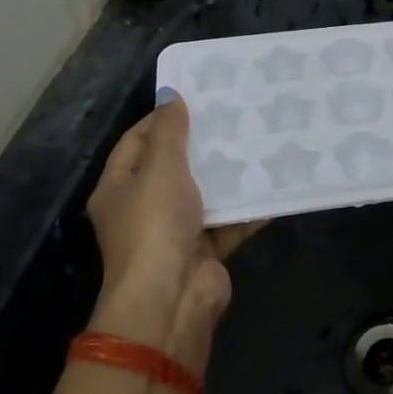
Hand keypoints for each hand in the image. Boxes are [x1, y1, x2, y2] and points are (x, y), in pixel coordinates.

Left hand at [84, 91, 265, 373]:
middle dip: (202, 144)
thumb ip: (169, 131)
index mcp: (118, 188)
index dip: (162, 118)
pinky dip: (248, 207)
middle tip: (234, 114)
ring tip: (259, 140)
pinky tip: (273, 182)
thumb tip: (171, 94)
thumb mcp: (160, 168)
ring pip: (205, 193)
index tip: (196, 98)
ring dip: (228, 174)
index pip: (136, 142)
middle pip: (173, 167)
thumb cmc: (155, 225)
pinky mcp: (205, 250)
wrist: (172, 299)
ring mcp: (175, 231)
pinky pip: (229, 221)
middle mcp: (143, 209)